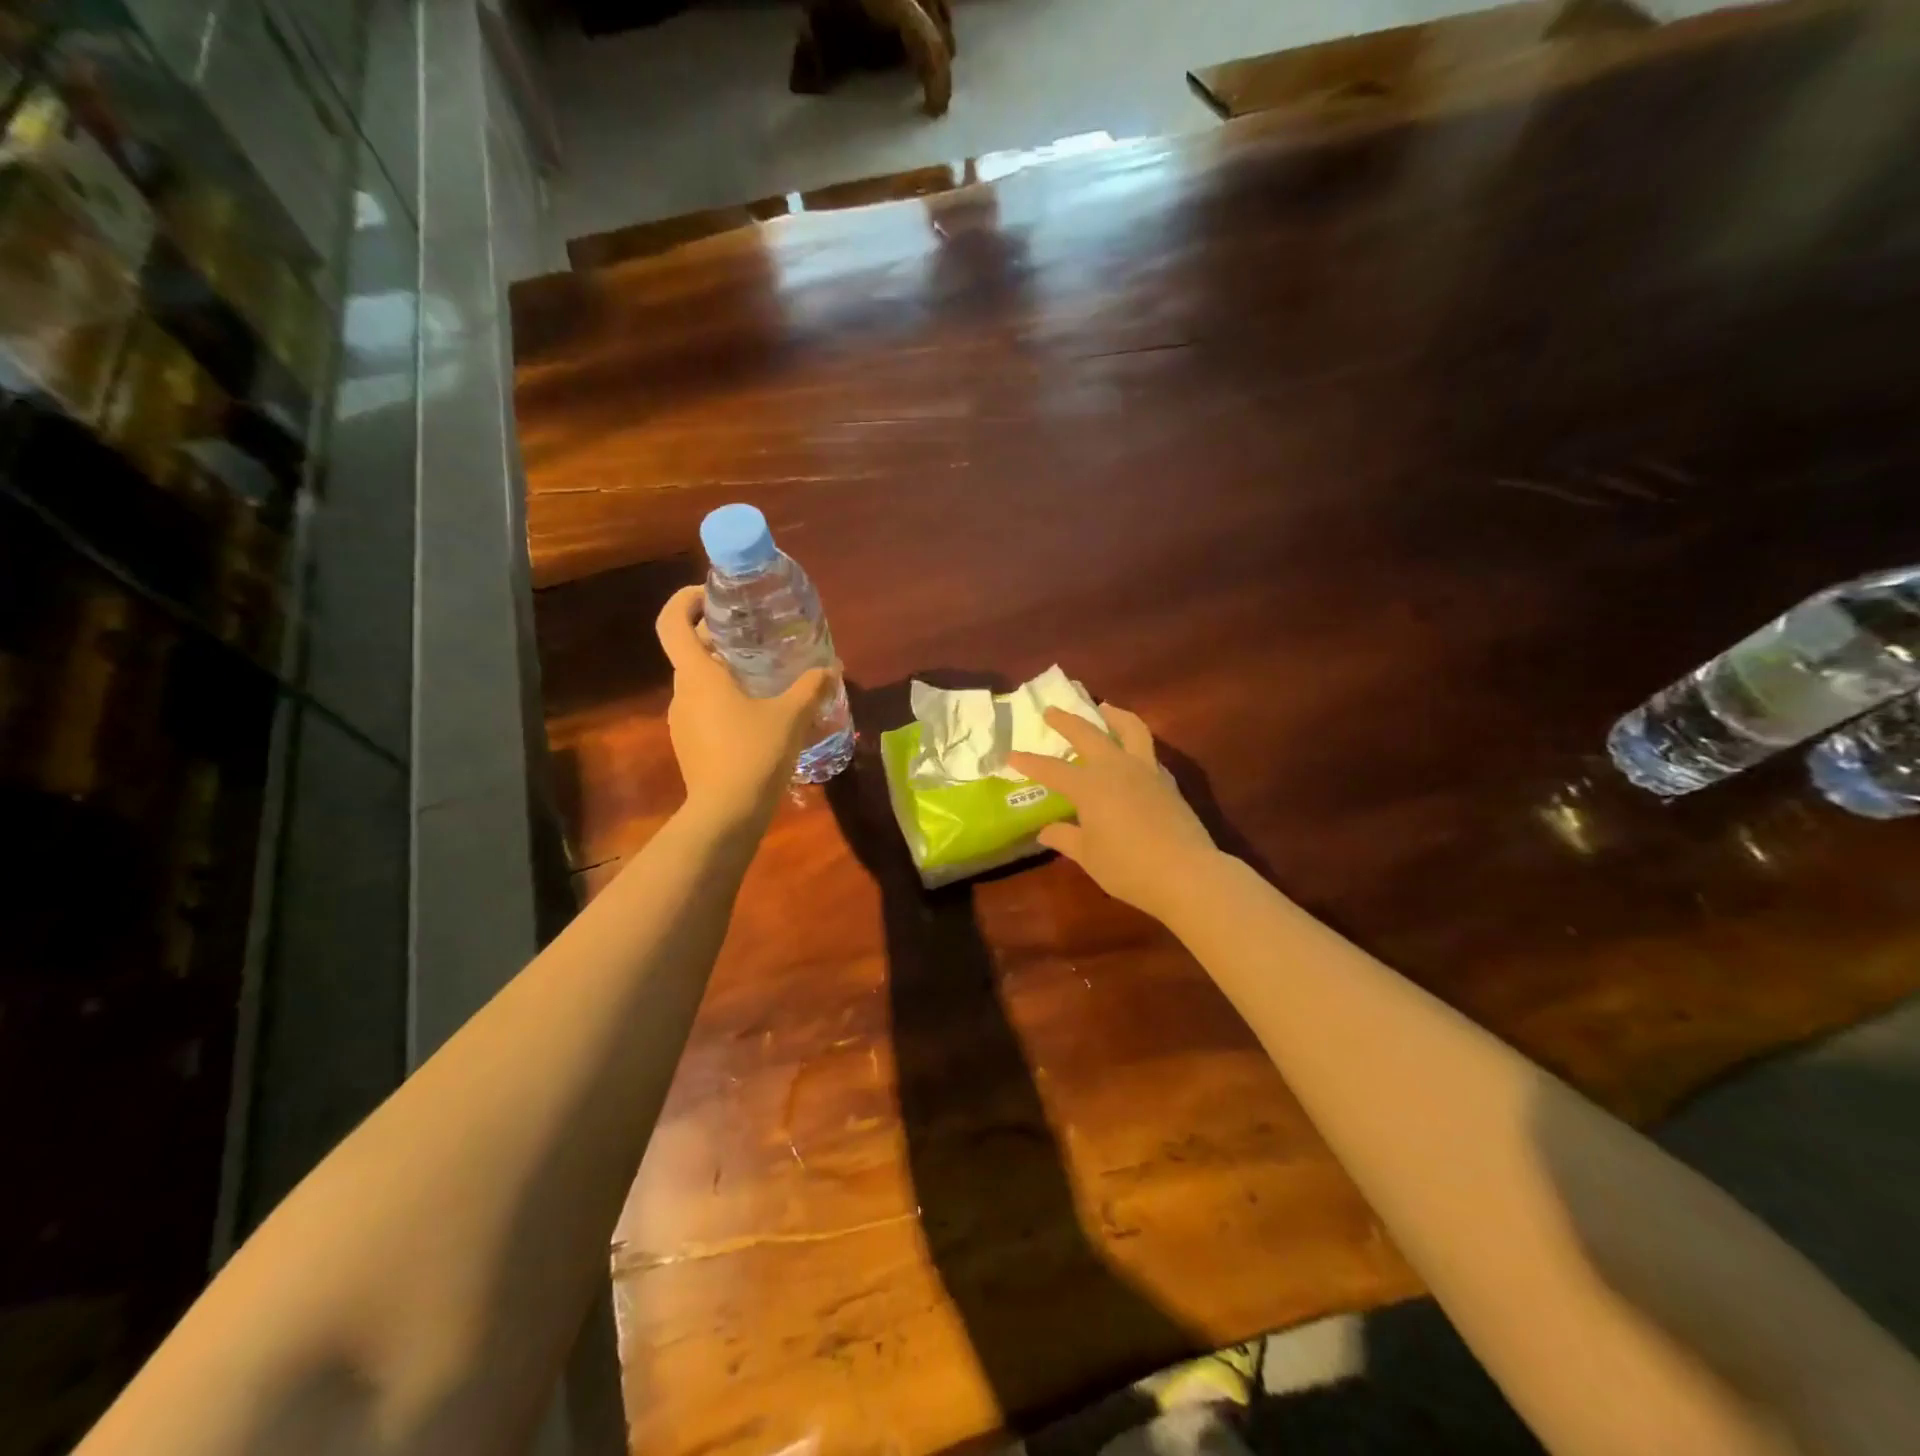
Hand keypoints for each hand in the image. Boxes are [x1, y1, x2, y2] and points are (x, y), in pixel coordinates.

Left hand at [655, 585, 836, 827]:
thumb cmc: (754, 753)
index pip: (672, 622)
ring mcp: (682, 721)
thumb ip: (811, 687)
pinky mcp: (689, 745)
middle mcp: (682, 693)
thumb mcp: (792, 716)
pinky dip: (724, 699)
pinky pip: (704, 709)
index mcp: (698, 675)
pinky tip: (757, 714)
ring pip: (698, 682)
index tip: (712, 594)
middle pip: (688, 651)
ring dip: (723, 671)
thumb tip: (831, 668)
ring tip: (762, 675)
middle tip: (752, 634)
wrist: (726, 813)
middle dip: (716, 636)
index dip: (685, 600)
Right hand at [1008, 703, 1218, 921]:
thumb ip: (1066, 838)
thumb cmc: (1128, 867)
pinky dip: (1135, 744)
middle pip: (1088, 734)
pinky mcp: (1167, 782)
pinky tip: (1132, 752)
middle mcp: (1116, 768)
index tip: (1011, 754)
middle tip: (1052, 711)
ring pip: (1130, 729)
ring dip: (1114, 715)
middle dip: (1067, 721)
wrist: (1186, 874)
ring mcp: (1146, 771)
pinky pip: (1148, 752)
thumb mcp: (1088, 856)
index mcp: (1090, 786)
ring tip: (1105, 708)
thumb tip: (1045, 831)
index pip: (1052, 770)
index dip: (1029, 763)